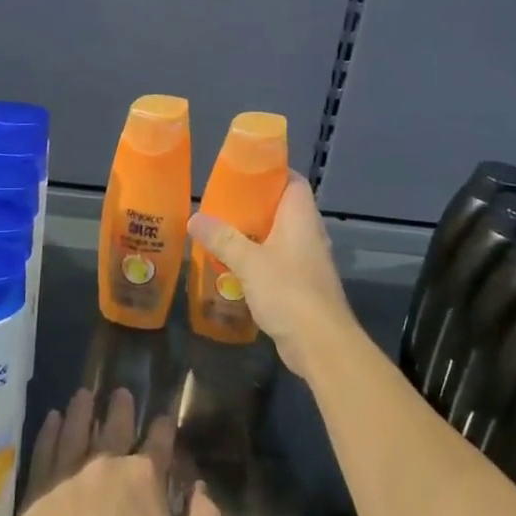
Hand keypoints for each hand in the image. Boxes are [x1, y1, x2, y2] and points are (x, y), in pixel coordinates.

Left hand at [0, 388, 220, 515]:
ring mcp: (69, 475)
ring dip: (83, 409)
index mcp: (145, 481)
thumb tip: (203, 487)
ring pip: (77, 429)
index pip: (159, 443)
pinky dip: (50, 430)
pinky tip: (53, 418)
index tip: (164, 419)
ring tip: (84, 394)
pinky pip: (45, 449)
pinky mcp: (37, 491)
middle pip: (116, 427)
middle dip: (121, 408)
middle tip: (121, 393)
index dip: (164, 429)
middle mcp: (107, 465)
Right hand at [186, 176, 357, 379]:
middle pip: (282, 208)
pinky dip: (258, 260)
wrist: (321, 344)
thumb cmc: (288, 291)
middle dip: (253, 205)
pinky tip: (234, 267)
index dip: (271, 171)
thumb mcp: (248, 262)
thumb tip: (195, 217)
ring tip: (221, 233)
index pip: (293, 181)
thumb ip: (222, 238)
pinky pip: (278, 262)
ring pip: (279, 237)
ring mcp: (308, 261)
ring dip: (253, 235)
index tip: (242, 171)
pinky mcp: (303, 286)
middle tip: (221, 203)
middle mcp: (308, 234)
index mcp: (301, 218)